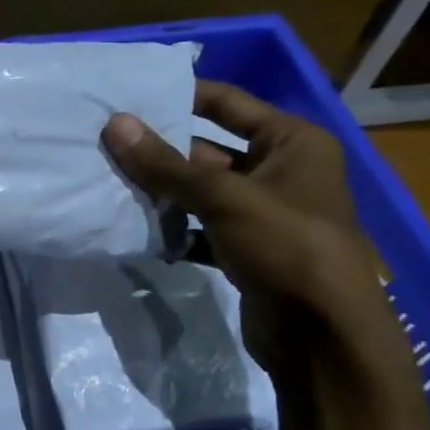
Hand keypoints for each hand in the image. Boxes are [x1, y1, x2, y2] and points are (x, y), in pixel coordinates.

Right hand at [102, 81, 392, 369]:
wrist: (321, 334)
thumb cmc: (286, 246)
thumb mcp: (224, 197)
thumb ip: (166, 164)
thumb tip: (115, 124)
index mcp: (292, 142)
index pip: (229, 103)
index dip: (182, 95)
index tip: (130, 94)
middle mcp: (281, 171)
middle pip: (208, 150)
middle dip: (162, 152)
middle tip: (107, 145)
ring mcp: (263, 214)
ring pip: (201, 193)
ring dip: (163, 193)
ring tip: (110, 184)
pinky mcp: (247, 250)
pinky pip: (201, 228)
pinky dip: (174, 230)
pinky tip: (137, 231)